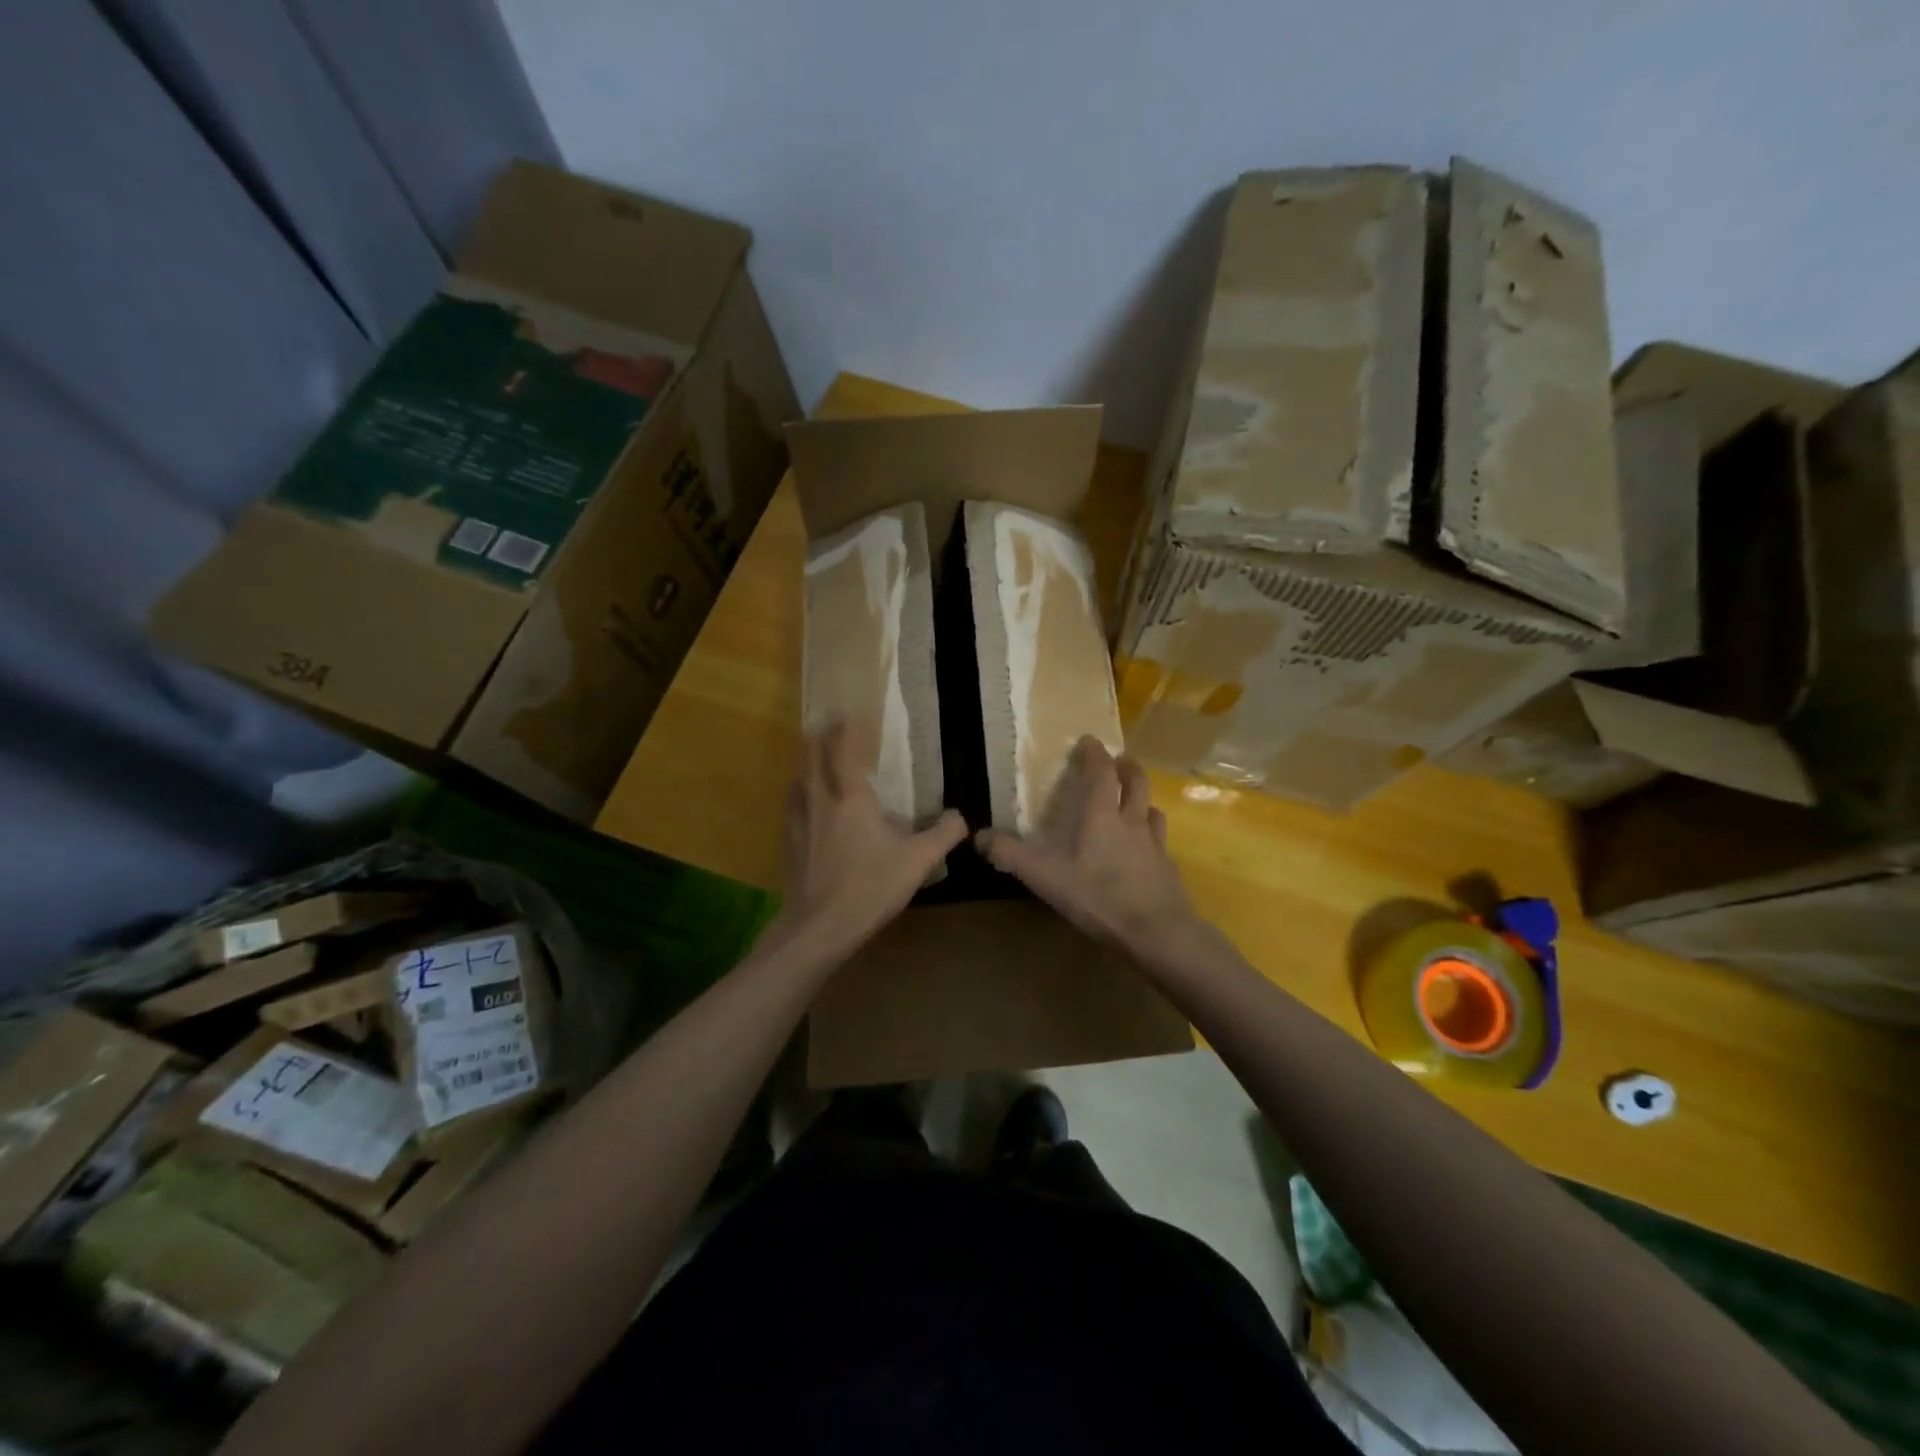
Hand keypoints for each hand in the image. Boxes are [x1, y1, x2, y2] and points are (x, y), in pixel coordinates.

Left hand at [771, 720, 967, 960]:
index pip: (841, 752)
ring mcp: (798, 823)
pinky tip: (804, 808)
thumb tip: (959, 817)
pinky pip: (791, 808)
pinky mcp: (788, 844)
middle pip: (811, 759)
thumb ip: (942, 835)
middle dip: (817, 739)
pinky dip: (798, 796)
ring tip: (812, 764)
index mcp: (850, 799)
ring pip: (796, 782)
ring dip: (804, 767)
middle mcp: (819, 801)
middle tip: (823, 726)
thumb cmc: (870, 887)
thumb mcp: (917, 862)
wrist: (819, 927)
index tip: (841, 713)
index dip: (841, 730)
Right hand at [977, 737, 1200, 959]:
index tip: (1089, 741)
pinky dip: (1151, 835)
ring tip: (1134, 802)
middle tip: (1119, 761)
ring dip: (1142, 799)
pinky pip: (1160, 840)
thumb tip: (979, 836)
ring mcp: (1154, 844)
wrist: (1155, 930)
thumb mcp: (1044, 876)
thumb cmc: (1097, 895)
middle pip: (1136, 782)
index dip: (1095, 753)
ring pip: (1152, 809)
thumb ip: (1010, 854)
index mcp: (1101, 814)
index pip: (1101, 772)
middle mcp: (1131, 820)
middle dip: (1126, 767)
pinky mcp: (1167, 867)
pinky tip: (1145, 849)